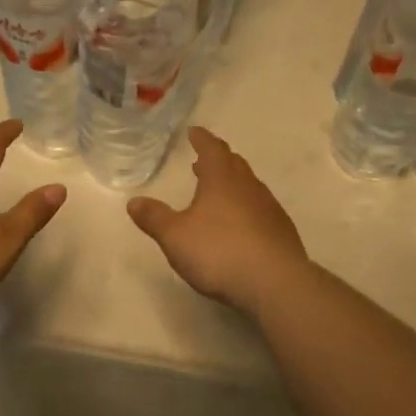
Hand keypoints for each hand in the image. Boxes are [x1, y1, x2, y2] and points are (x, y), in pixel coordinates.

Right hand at [126, 127, 307, 315]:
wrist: (275, 283)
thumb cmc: (219, 252)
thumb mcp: (176, 236)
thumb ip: (155, 218)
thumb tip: (134, 201)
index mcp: (222, 180)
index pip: (212, 149)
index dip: (202, 139)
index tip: (194, 132)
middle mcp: (249, 187)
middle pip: (233, 165)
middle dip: (217, 161)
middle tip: (203, 162)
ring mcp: (269, 209)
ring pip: (249, 187)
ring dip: (232, 185)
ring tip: (218, 193)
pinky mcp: (281, 232)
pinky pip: (260, 210)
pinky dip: (246, 208)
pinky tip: (240, 226)